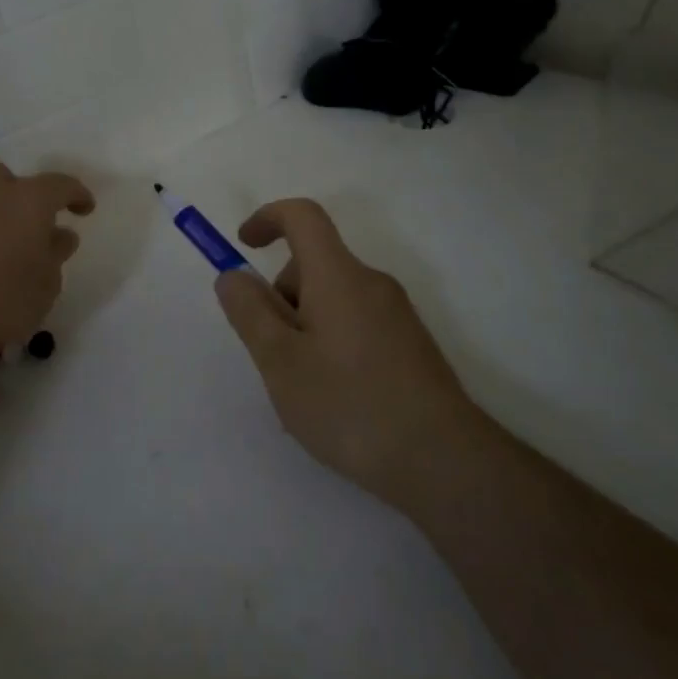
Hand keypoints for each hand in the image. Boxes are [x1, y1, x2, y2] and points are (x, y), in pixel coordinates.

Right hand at [214, 199, 468, 506]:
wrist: (444, 461)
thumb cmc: (349, 405)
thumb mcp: (280, 361)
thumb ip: (250, 312)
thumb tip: (233, 276)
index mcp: (338, 275)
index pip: (303, 216)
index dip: (267, 218)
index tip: (244, 246)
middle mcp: (371, 283)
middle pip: (314, 265)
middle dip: (281, 296)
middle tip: (272, 355)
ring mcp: (396, 314)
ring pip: (333, 299)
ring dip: (304, 326)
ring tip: (302, 389)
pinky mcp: (410, 345)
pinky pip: (355, 324)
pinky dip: (330, 343)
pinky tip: (335, 400)